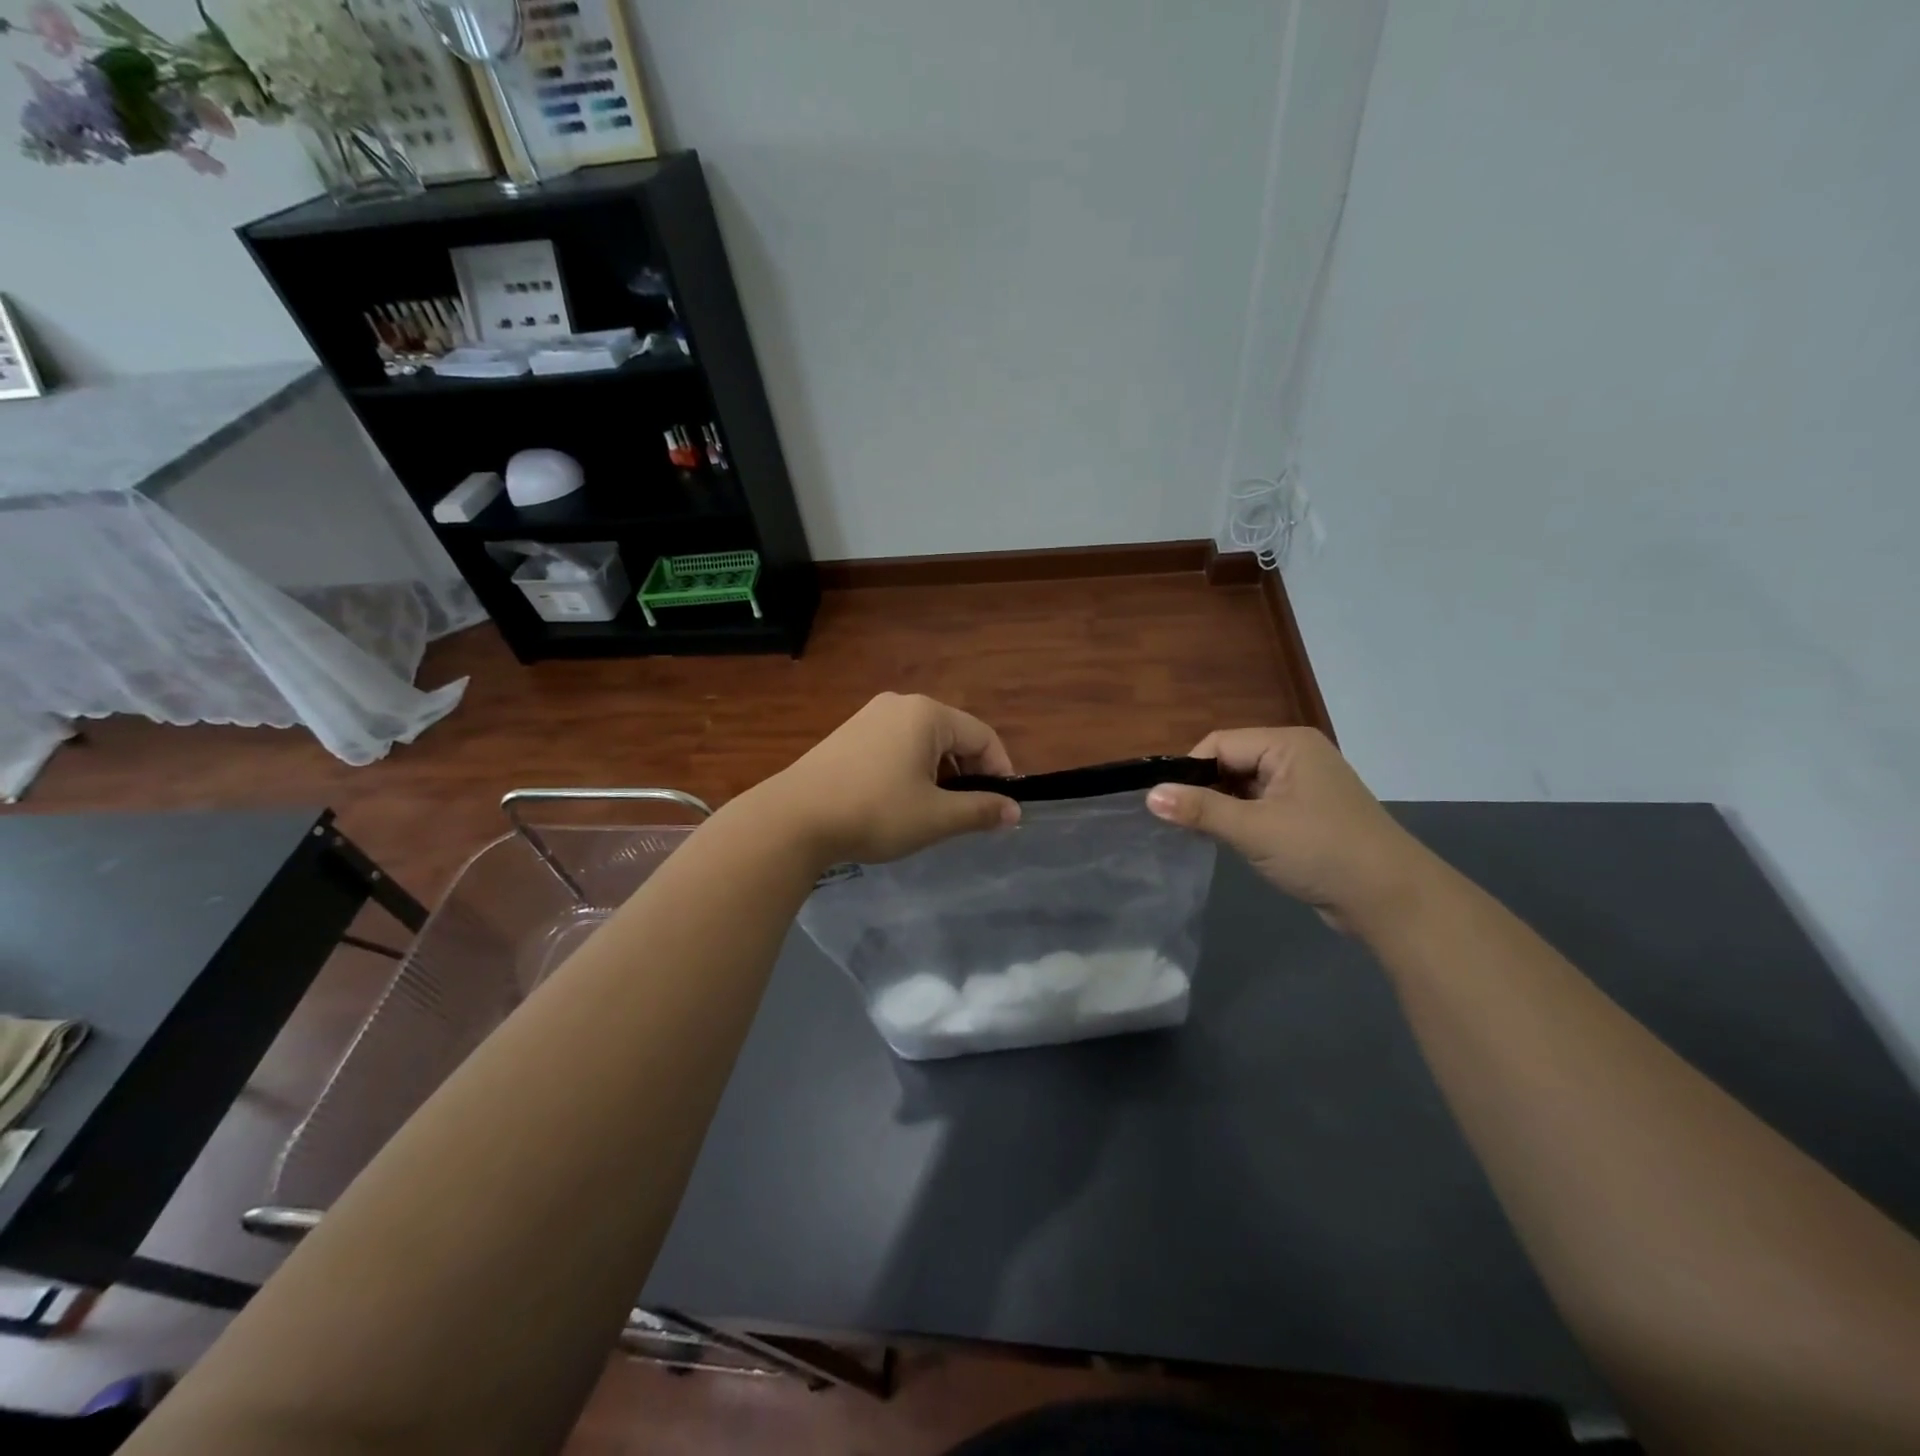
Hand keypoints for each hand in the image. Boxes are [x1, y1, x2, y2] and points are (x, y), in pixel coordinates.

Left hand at [757, 693, 1019, 864]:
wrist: (793, 819)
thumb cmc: (875, 812)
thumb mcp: (936, 817)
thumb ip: (980, 810)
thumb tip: (1015, 812)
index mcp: (927, 714)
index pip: (983, 736)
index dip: (1000, 772)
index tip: (1002, 808)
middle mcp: (900, 704)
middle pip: (953, 735)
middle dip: (968, 773)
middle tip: (967, 813)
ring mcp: (870, 716)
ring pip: (923, 742)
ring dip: (939, 773)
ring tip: (933, 811)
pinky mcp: (848, 734)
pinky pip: (896, 746)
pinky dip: (910, 770)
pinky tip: (898, 801)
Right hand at [1146, 728, 1432, 931]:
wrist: (1391, 900)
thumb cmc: (1321, 852)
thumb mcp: (1254, 830)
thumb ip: (1200, 810)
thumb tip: (1149, 795)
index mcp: (1287, 744)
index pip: (1219, 744)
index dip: (1190, 771)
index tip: (1167, 805)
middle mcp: (1295, 756)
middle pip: (1230, 763)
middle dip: (1204, 791)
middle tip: (1180, 824)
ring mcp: (1303, 786)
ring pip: (1243, 787)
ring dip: (1221, 809)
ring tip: (1198, 835)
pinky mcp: (1307, 814)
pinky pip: (1260, 806)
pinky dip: (1240, 821)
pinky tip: (1227, 842)